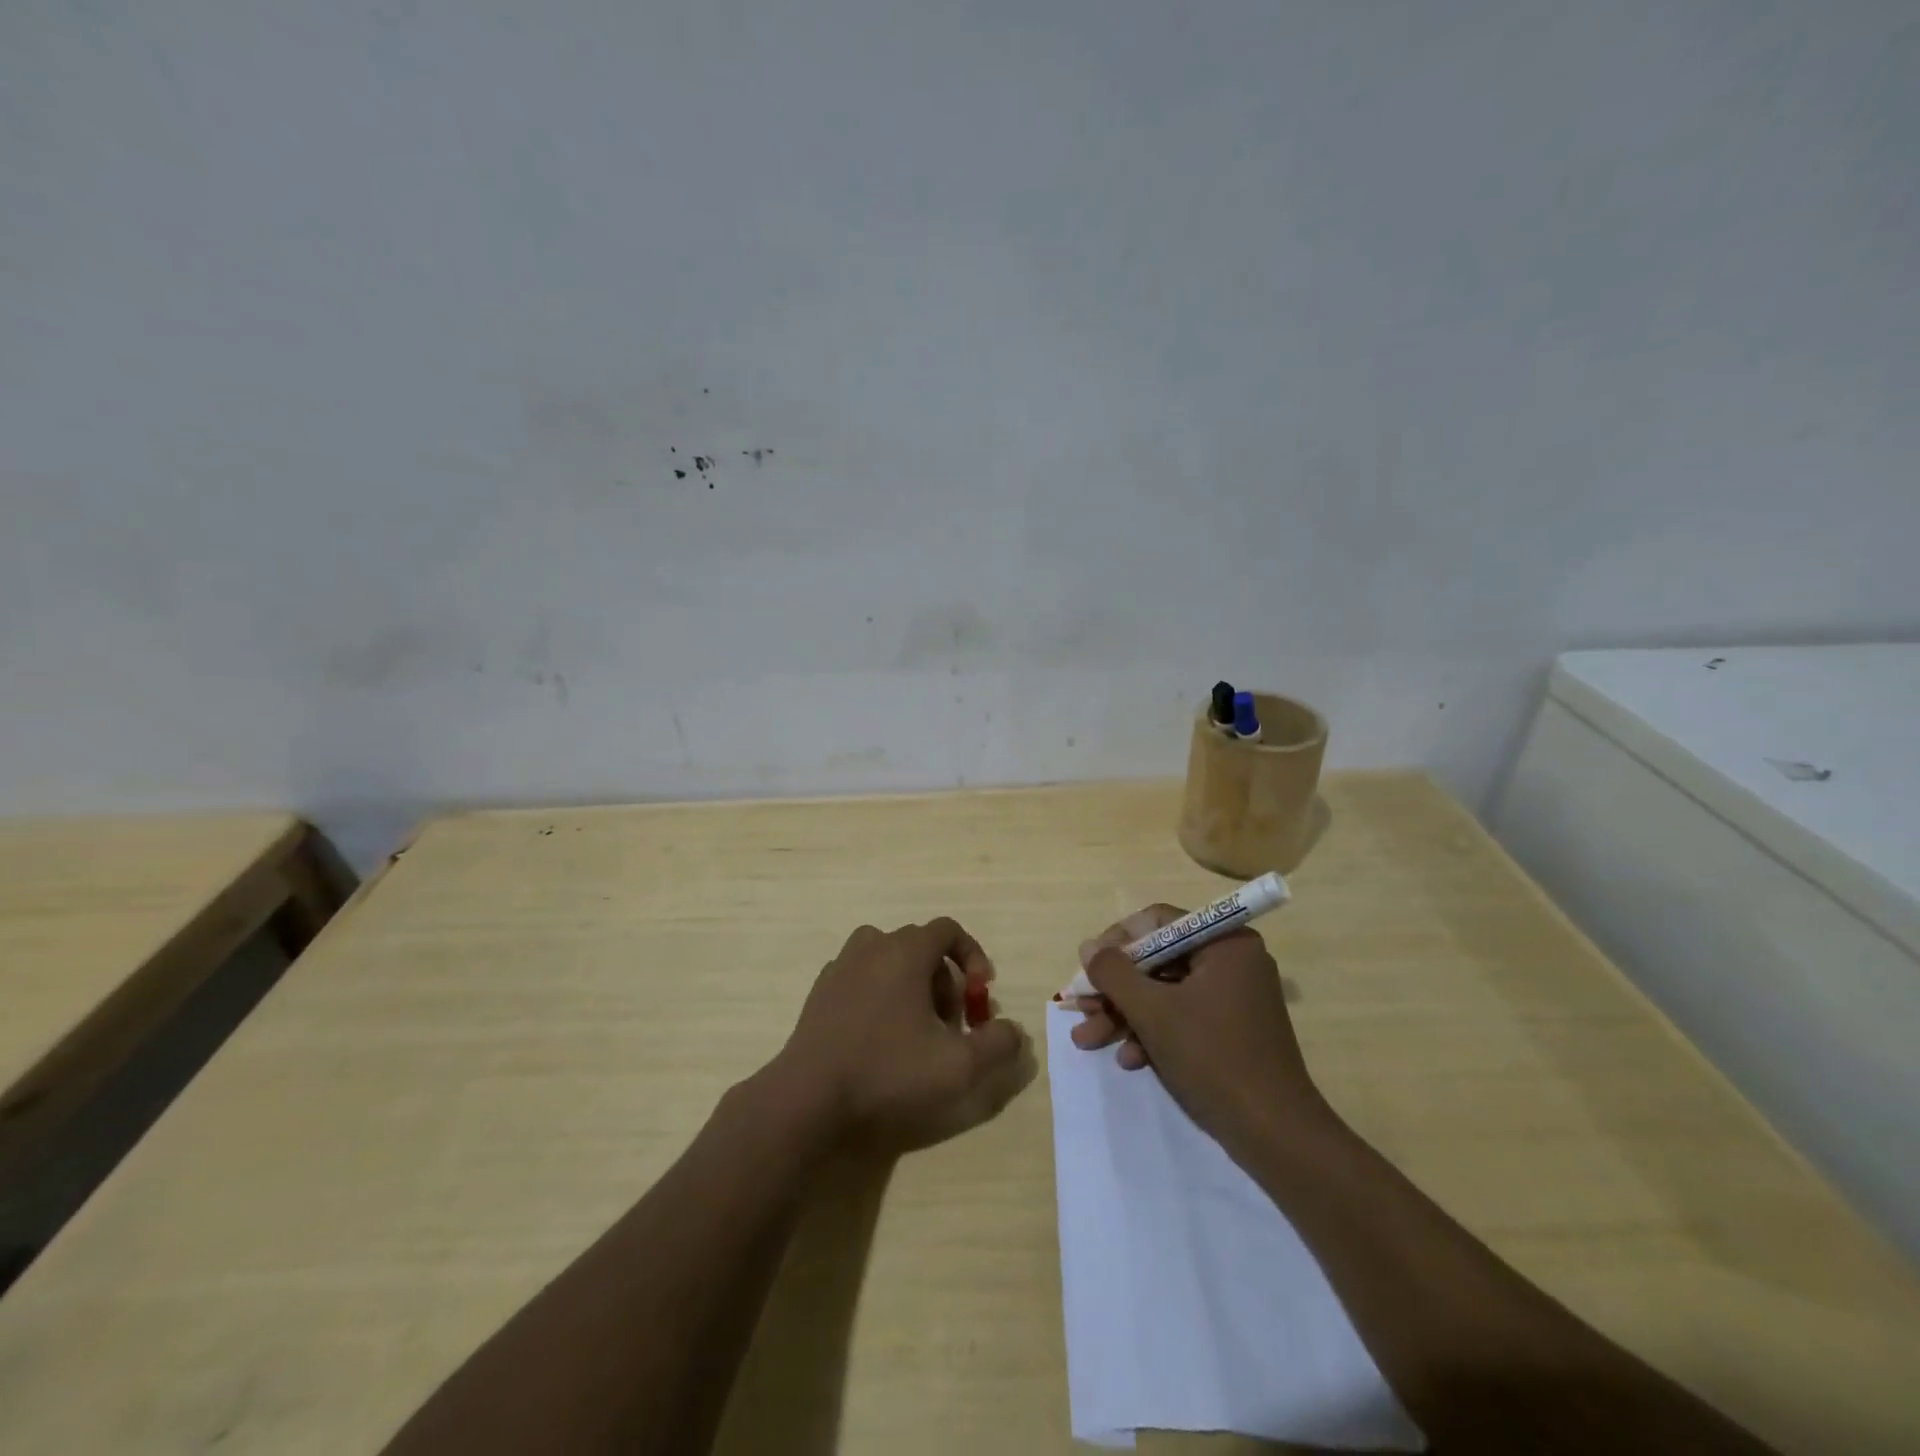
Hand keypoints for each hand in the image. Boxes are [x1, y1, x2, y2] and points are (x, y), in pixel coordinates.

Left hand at [776, 919, 1036, 1155]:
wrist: (809, 1098)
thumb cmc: (888, 1072)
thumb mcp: (959, 1066)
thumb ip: (998, 1044)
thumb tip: (1013, 1031)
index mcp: (905, 952)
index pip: (948, 929)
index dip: (973, 956)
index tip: (981, 995)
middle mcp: (872, 947)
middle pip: (919, 945)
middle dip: (944, 978)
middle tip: (951, 1022)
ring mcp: (840, 967)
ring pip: (887, 958)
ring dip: (911, 983)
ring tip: (916, 1026)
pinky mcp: (820, 992)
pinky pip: (860, 977)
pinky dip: (879, 993)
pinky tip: (879, 1035)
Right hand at [1069, 904, 1327, 1152]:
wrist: (1275, 1136)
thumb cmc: (1213, 1058)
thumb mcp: (1153, 1011)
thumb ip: (1114, 973)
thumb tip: (1088, 947)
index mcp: (1224, 943)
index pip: (1158, 922)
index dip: (1116, 942)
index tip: (1088, 967)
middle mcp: (1231, 961)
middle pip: (1157, 960)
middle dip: (1115, 989)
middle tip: (1080, 1009)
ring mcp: (1233, 998)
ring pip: (1164, 993)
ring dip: (1125, 1015)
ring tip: (1087, 1040)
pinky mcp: (1231, 1031)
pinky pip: (1182, 1017)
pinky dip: (1153, 1034)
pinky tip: (1128, 1060)